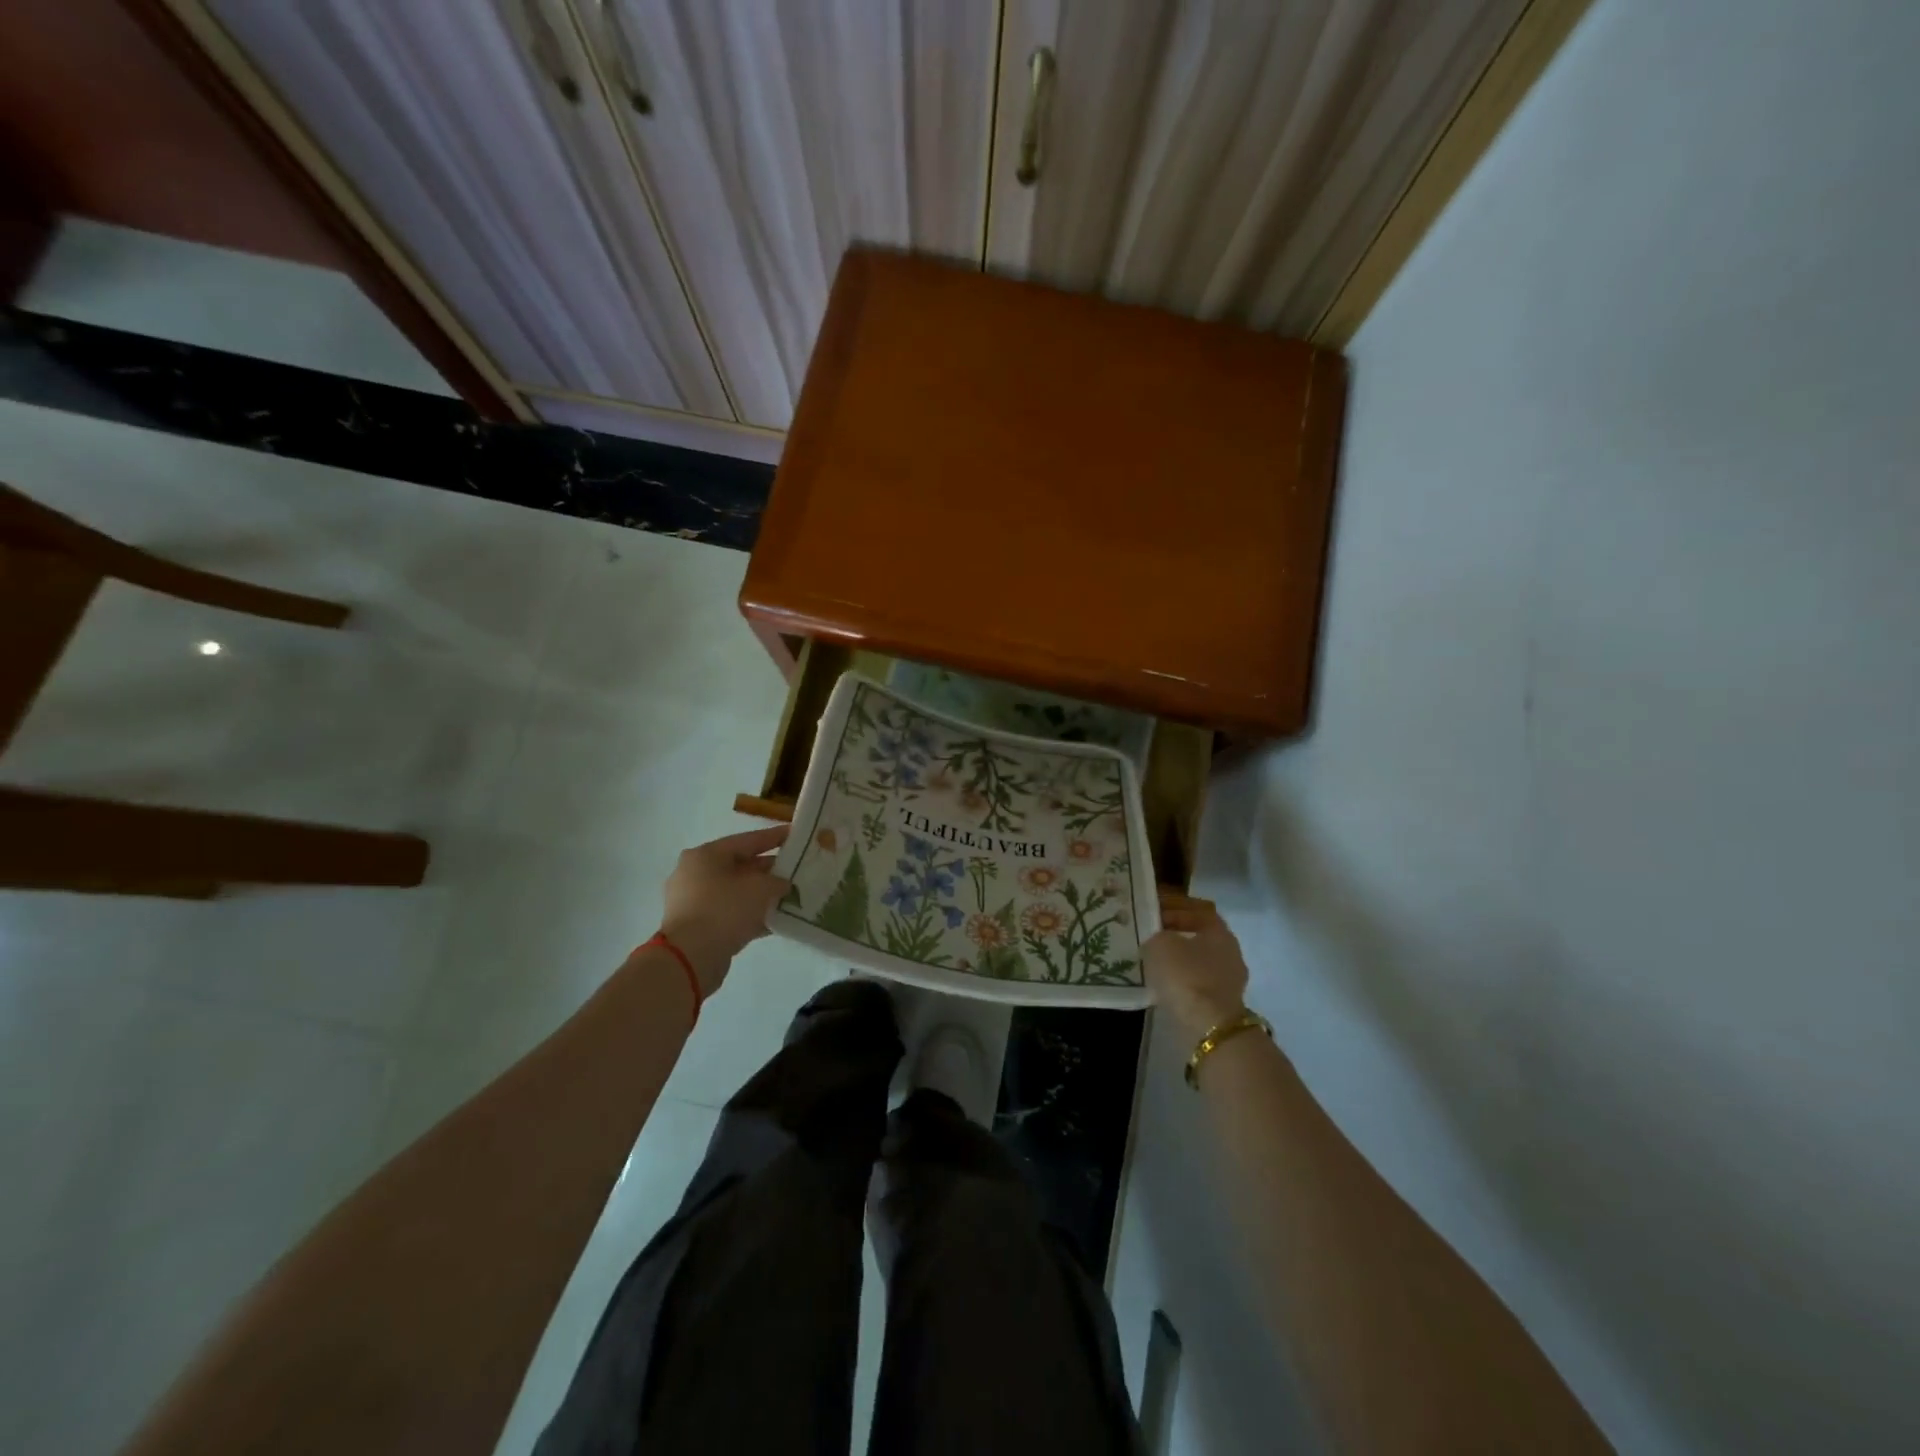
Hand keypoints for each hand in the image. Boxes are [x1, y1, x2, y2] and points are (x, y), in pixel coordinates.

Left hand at [657, 825, 790, 995]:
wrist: (690, 958)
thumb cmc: (724, 910)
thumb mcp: (760, 889)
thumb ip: (777, 881)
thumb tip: (782, 884)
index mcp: (705, 855)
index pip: (747, 840)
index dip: (774, 837)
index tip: (795, 835)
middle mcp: (695, 874)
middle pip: (740, 866)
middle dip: (769, 870)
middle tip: (795, 870)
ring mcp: (693, 901)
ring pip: (735, 892)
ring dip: (760, 895)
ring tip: (789, 896)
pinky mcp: (696, 926)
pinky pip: (729, 913)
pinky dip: (750, 915)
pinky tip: (775, 920)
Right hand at [1144, 907, 1249, 1039]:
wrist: (1209, 1027)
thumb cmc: (1186, 976)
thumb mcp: (1161, 944)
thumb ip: (1157, 934)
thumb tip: (1157, 939)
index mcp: (1220, 932)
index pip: (1199, 910)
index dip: (1175, 908)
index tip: (1154, 912)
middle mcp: (1230, 953)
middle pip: (1200, 936)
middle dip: (1176, 933)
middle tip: (1151, 934)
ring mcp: (1229, 980)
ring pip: (1199, 960)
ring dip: (1178, 958)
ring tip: (1153, 959)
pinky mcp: (1222, 1004)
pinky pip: (1198, 982)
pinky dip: (1181, 979)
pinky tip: (1163, 982)